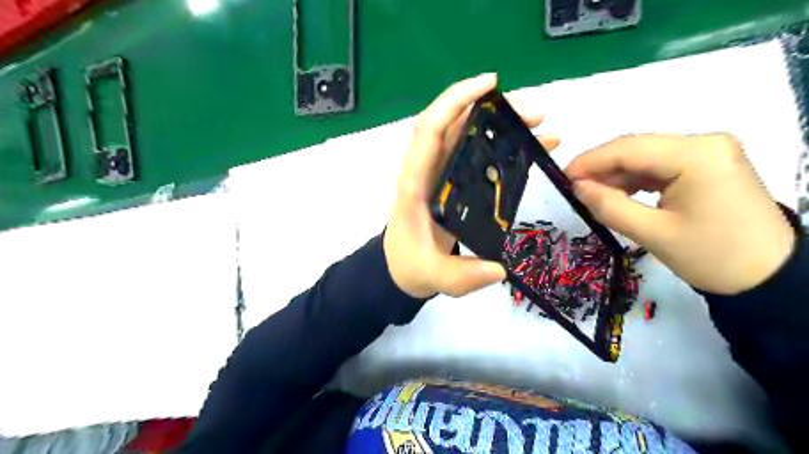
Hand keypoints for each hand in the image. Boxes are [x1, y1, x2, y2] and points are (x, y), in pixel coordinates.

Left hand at [384, 74, 559, 297]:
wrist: (402, 267)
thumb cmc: (411, 265)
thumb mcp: (433, 276)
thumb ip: (461, 276)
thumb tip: (500, 269)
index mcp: (415, 185)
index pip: (429, 131)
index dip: (454, 102)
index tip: (488, 85)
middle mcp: (427, 171)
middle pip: (455, 126)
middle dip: (492, 110)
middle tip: (535, 113)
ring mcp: (441, 174)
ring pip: (468, 135)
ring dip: (501, 123)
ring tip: (540, 124)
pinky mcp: (454, 181)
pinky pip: (477, 154)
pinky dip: (502, 145)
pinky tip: (531, 148)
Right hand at [564, 133, 793, 294]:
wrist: (768, 277)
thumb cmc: (711, 257)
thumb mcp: (652, 234)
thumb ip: (609, 207)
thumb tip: (577, 187)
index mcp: (697, 155)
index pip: (629, 149)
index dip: (590, 161)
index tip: (562, 177)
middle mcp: (705, 143)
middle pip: (637, 148)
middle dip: (601, 168)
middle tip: (574, 188)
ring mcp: (709, 152)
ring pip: (646, 156)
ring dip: (617, 174)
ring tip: (593, 195)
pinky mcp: (708, 165)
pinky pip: (660, 166)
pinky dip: (635, 180)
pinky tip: (619, 194)